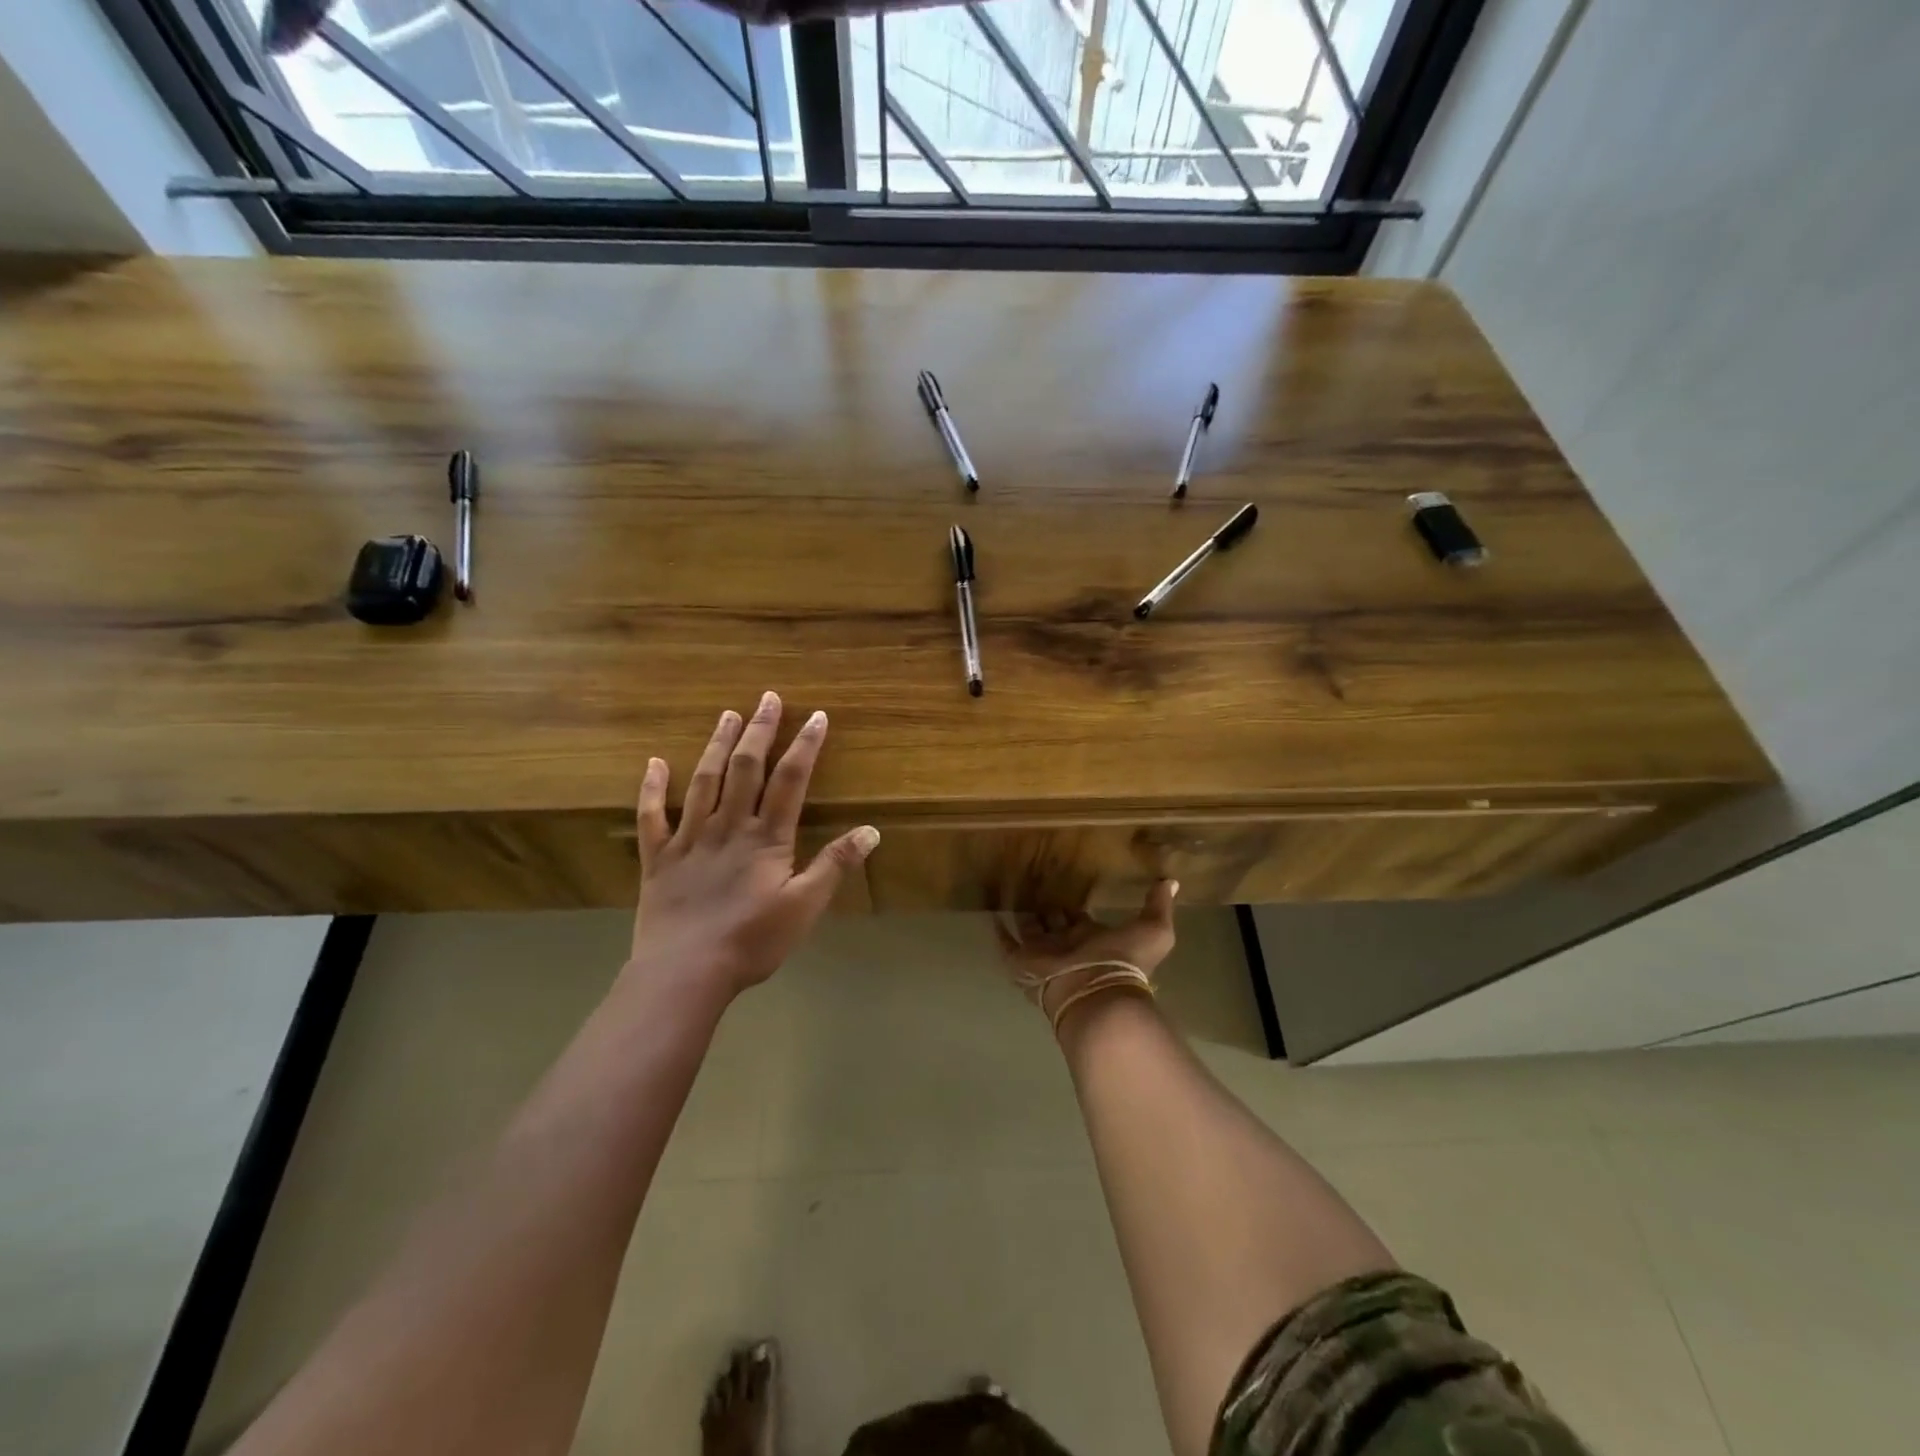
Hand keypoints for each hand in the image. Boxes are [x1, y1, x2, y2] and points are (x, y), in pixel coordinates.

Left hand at [628, 693, 878, 997]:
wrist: (685, 973)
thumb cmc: (751, 942)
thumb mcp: (805, 907)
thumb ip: (835, 866)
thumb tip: (872, 830)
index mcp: (766, 839)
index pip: (790, 781)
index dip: (805, 747)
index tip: (816, 716)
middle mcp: (728, 828)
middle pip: (746, 770)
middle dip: (760, 731)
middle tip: (767, 698)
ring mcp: (689, 839)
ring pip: (704, 782)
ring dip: (717, 746)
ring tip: (728, 715)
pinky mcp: (658, 858)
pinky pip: (652, 817)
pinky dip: (652, 789)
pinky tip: (654, 763)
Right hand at [995, 881, 1178, 1030]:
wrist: (1095, 993)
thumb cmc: (1123, 961)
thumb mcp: (1153, 930)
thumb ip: (1158, 906)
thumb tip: (1171, 881)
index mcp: (1092, 937)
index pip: (1080, 917)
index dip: (1075, 904)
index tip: (1067, 881)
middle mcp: (1066, 944)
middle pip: (1053, 922)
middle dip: (1047, 906)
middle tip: (1035, 880)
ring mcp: (1042, 954)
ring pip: (1030, 930)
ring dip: (1023, 913)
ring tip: (1011, 889)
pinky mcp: (1021, 962)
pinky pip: (1006, 945)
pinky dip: (999, 932)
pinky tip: (992, 915)